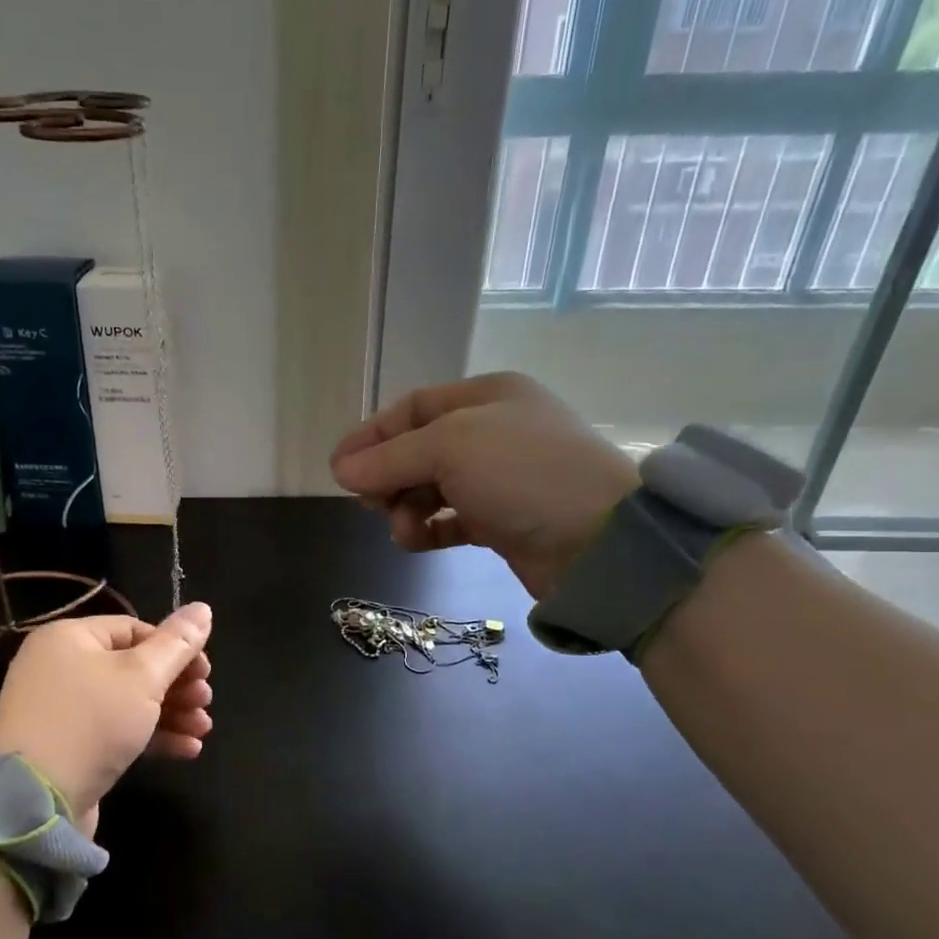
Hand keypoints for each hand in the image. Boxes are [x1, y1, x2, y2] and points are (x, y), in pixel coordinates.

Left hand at [0, 602, 213, 834]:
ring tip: (202, 729)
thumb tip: (203, 608)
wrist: (34, 803)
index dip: (174, 648)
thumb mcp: (143, 677)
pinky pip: (115, 731)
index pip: (134, 629)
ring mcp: (61, 710)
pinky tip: (188, 750)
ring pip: (128, 701)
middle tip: (205, 701)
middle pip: (133, 666)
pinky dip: (150, 736)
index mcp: (69, 637)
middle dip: (177, 685)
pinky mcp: (67, 747)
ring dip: (171, 712)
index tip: (205, 672)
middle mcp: (59, 667)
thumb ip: (178, 643)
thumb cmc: (91, 722)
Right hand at [329, 372, 637, 598]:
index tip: (337, 469)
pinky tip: (416, 542)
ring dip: (406, 508)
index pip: (412, 409)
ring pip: (431, 487)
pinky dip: (429, 529)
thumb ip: (390, 458)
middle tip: (368, 505)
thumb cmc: (523, 474)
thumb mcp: (450, 448)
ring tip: (402, 531)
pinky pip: (451, 519)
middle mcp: (493, 432)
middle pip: (418, 449)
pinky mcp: (505, 520)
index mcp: (485, 397)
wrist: (600, 541)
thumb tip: (341, 470)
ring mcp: (501, 478)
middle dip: (387, 477)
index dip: (371, 436)